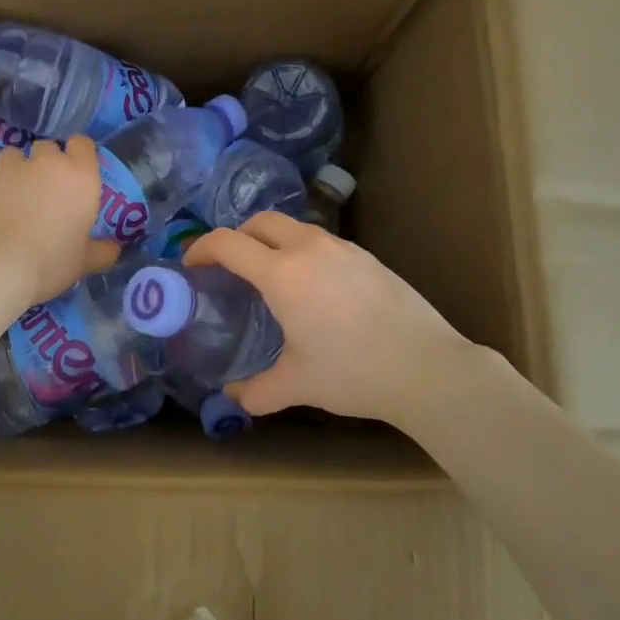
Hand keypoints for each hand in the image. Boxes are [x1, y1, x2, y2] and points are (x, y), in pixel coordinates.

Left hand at [0, 137, 121, 307]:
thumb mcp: (83, 262)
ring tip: (17, 195)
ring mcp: (11, 169)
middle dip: (48, 162)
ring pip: (15, 155)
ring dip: (19, 169)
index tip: (78, 171)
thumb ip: (100, 251)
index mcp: (79, 176)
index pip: (83, 144)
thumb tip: (113, 250)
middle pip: (48, 147)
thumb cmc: (51, 261)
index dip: (80, 154)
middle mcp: (46, 163)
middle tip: (48, 189)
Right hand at [181, 212, 492, 429]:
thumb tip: (233, 398)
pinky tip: (313, 287)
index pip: (228, 243)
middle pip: (260, 222)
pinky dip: (302, 251)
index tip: (191, 264)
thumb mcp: (297, 385)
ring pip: (294, 227)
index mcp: (282, 274)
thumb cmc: (353, 372)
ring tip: (270, 276)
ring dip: (272, 241)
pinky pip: (321, 241)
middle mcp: (308, 249)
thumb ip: (257, 391)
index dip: (201, 248)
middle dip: (236, 237)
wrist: (428, 368)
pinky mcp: (368, 257)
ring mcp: (342, 248)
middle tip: (229, 266)